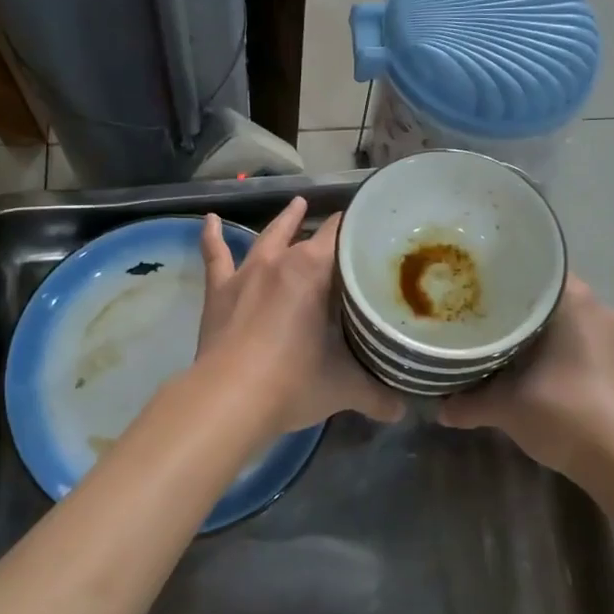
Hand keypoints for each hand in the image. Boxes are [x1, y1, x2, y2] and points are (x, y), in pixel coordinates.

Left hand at [198, 197, 404, 433]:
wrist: (228, 398)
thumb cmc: (293, 382)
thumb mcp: (343, 388)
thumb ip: (376, 395)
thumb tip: (402, 409)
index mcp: (314, 271)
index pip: (343, 236)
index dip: (359, 231)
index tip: (375, 230)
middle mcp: (280, 261)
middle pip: (309, 235)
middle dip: (330, 232)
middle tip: (347, 230)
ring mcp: (246, 273)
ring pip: (269, 237)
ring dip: (285, 222)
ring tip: (297, 205)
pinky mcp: (218, 291)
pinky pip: (216, 256)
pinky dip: (212, 237)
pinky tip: (211, 220)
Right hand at [438, 275, 613, 485]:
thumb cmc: (567, 414)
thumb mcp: (506, 407)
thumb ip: (468, 403)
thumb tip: (438, 408)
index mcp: (573, 301)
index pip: (531, 269)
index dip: (498, 276)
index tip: (469, 286)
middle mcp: (596, 308)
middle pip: (543, 297)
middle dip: (510, 306)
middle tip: (472, 314)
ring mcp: (611, 336)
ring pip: (559, 321)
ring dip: (530, 331)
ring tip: (492, 340)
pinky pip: (574, 341)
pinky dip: (549, 349)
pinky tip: (523, 367)